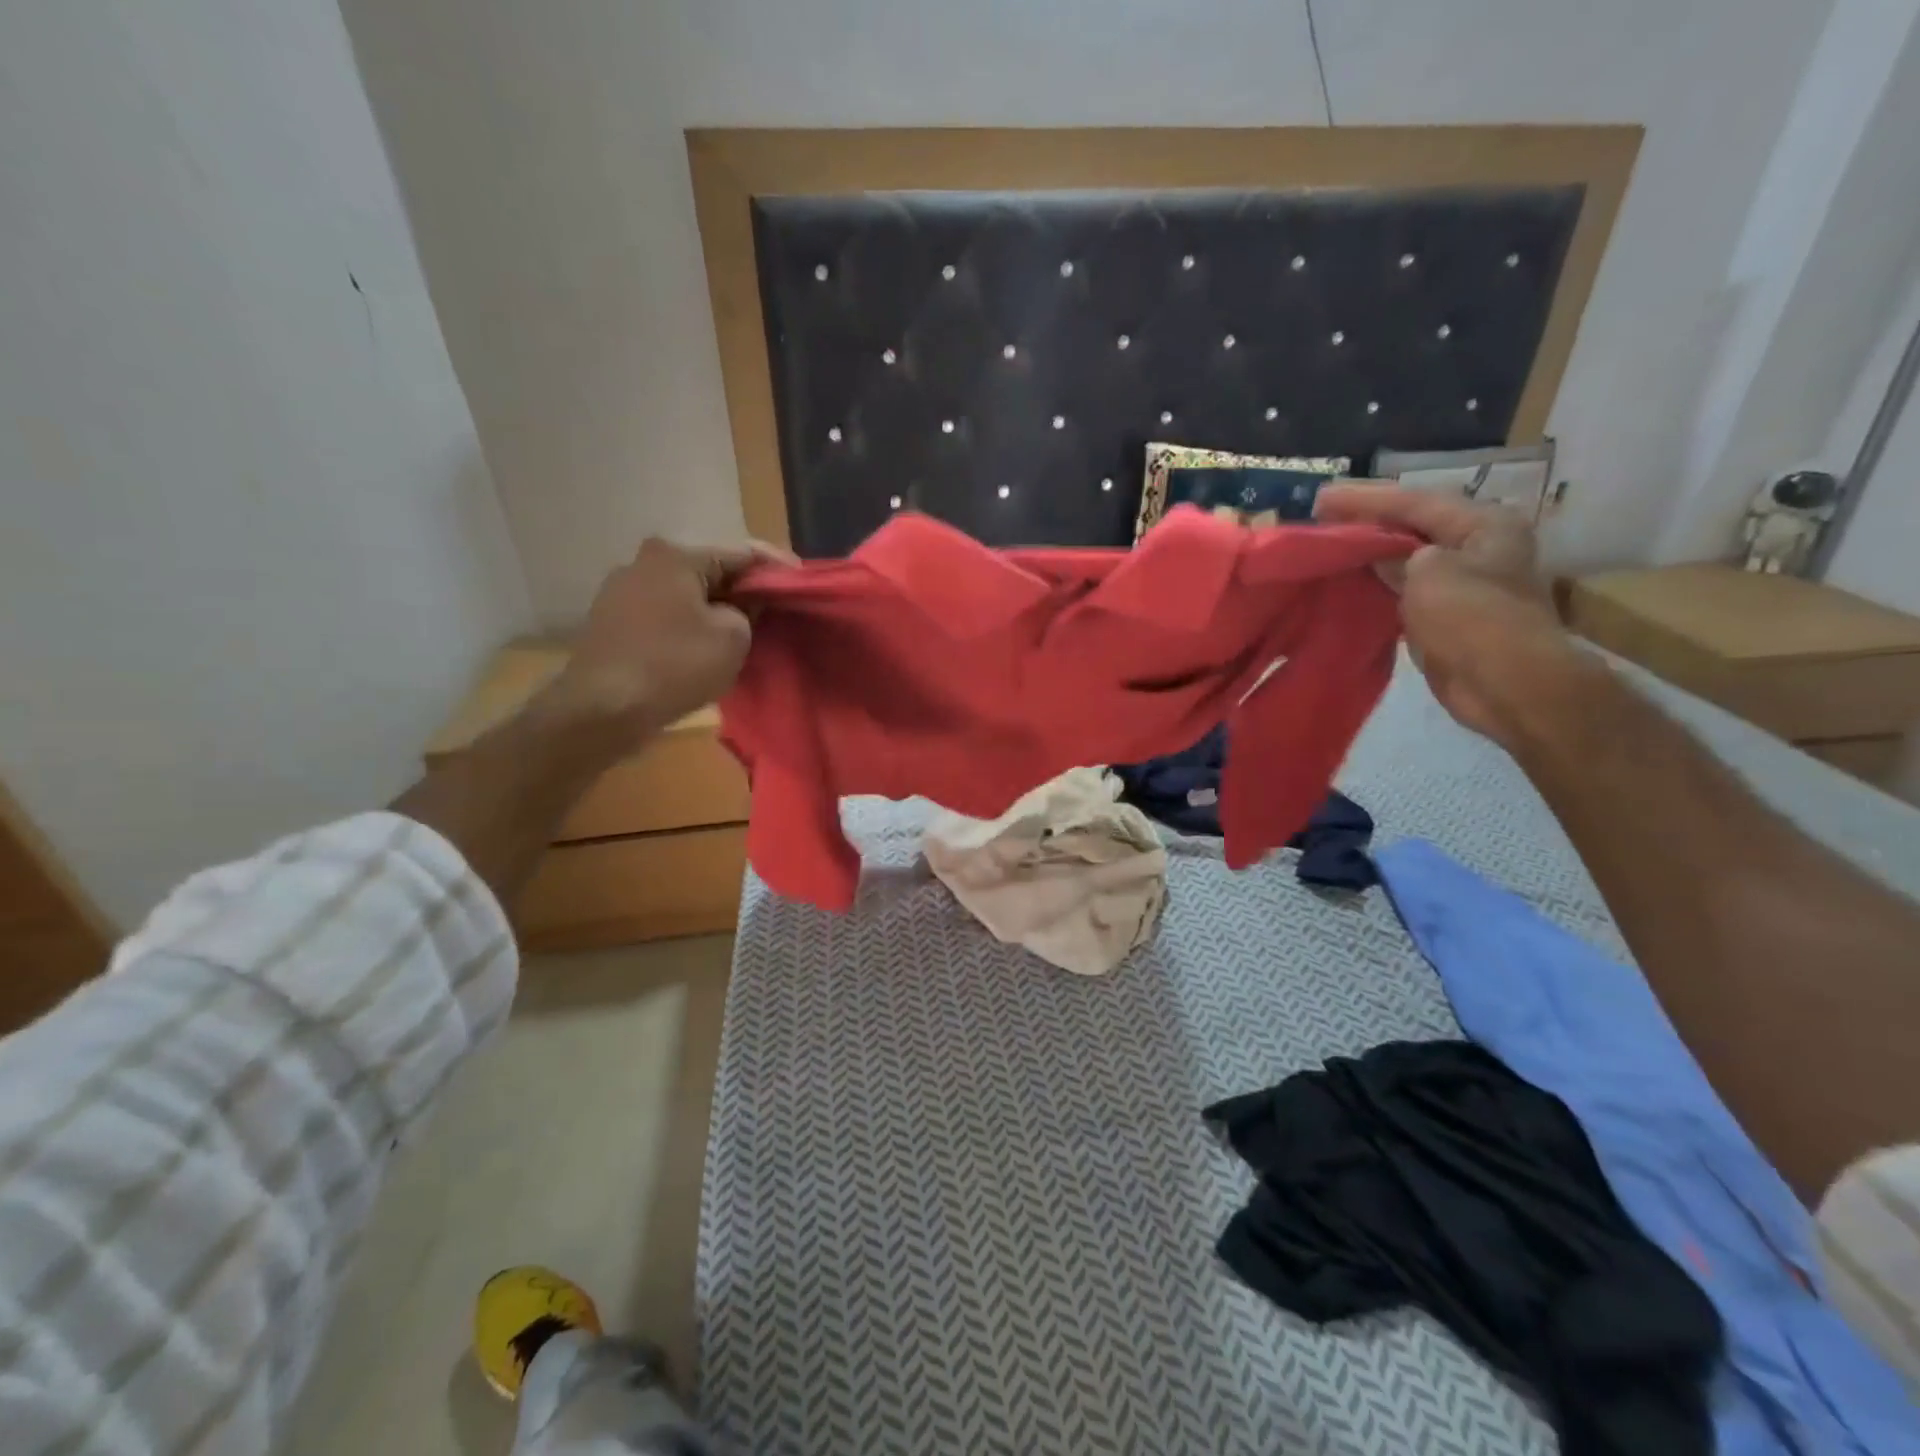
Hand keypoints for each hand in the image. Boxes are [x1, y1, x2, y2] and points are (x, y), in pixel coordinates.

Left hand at [547, 537, 793, 744]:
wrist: (602, 709)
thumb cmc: (674, 665)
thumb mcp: (732, 637)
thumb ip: (749, 611)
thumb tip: (742, 606)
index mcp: (675, 556)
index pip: (741, 553)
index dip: (776, 567)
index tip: (801, 581)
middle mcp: (644, 563)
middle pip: (710, 571)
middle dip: (743, 590)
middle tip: (774, 609)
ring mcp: (622, 592)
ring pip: (686, 595)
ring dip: (715, 609)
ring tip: (744, 631)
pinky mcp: (612, 622)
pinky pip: (665, 615)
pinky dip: (689, 625)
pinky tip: (706, 646)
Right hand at [1314, 484, 1579, 742]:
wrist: (1507, 686)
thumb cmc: (1472, 619)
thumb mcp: (1428, 573)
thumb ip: (1396, 555)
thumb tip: (1379, 555)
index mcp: (1484, 525)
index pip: (1415, 501)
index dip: (1366, 499)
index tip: (1321, 498)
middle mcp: (1478, 547)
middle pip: (1413, 527)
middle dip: (1367, 523)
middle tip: (1320, 520)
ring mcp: (1463, 584)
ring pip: (1406, 560)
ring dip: (1369, 555)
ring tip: (1327, 548)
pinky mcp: (1447, 617)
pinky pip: (1403, 591)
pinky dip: (1376, 586)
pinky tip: (1347, 584)